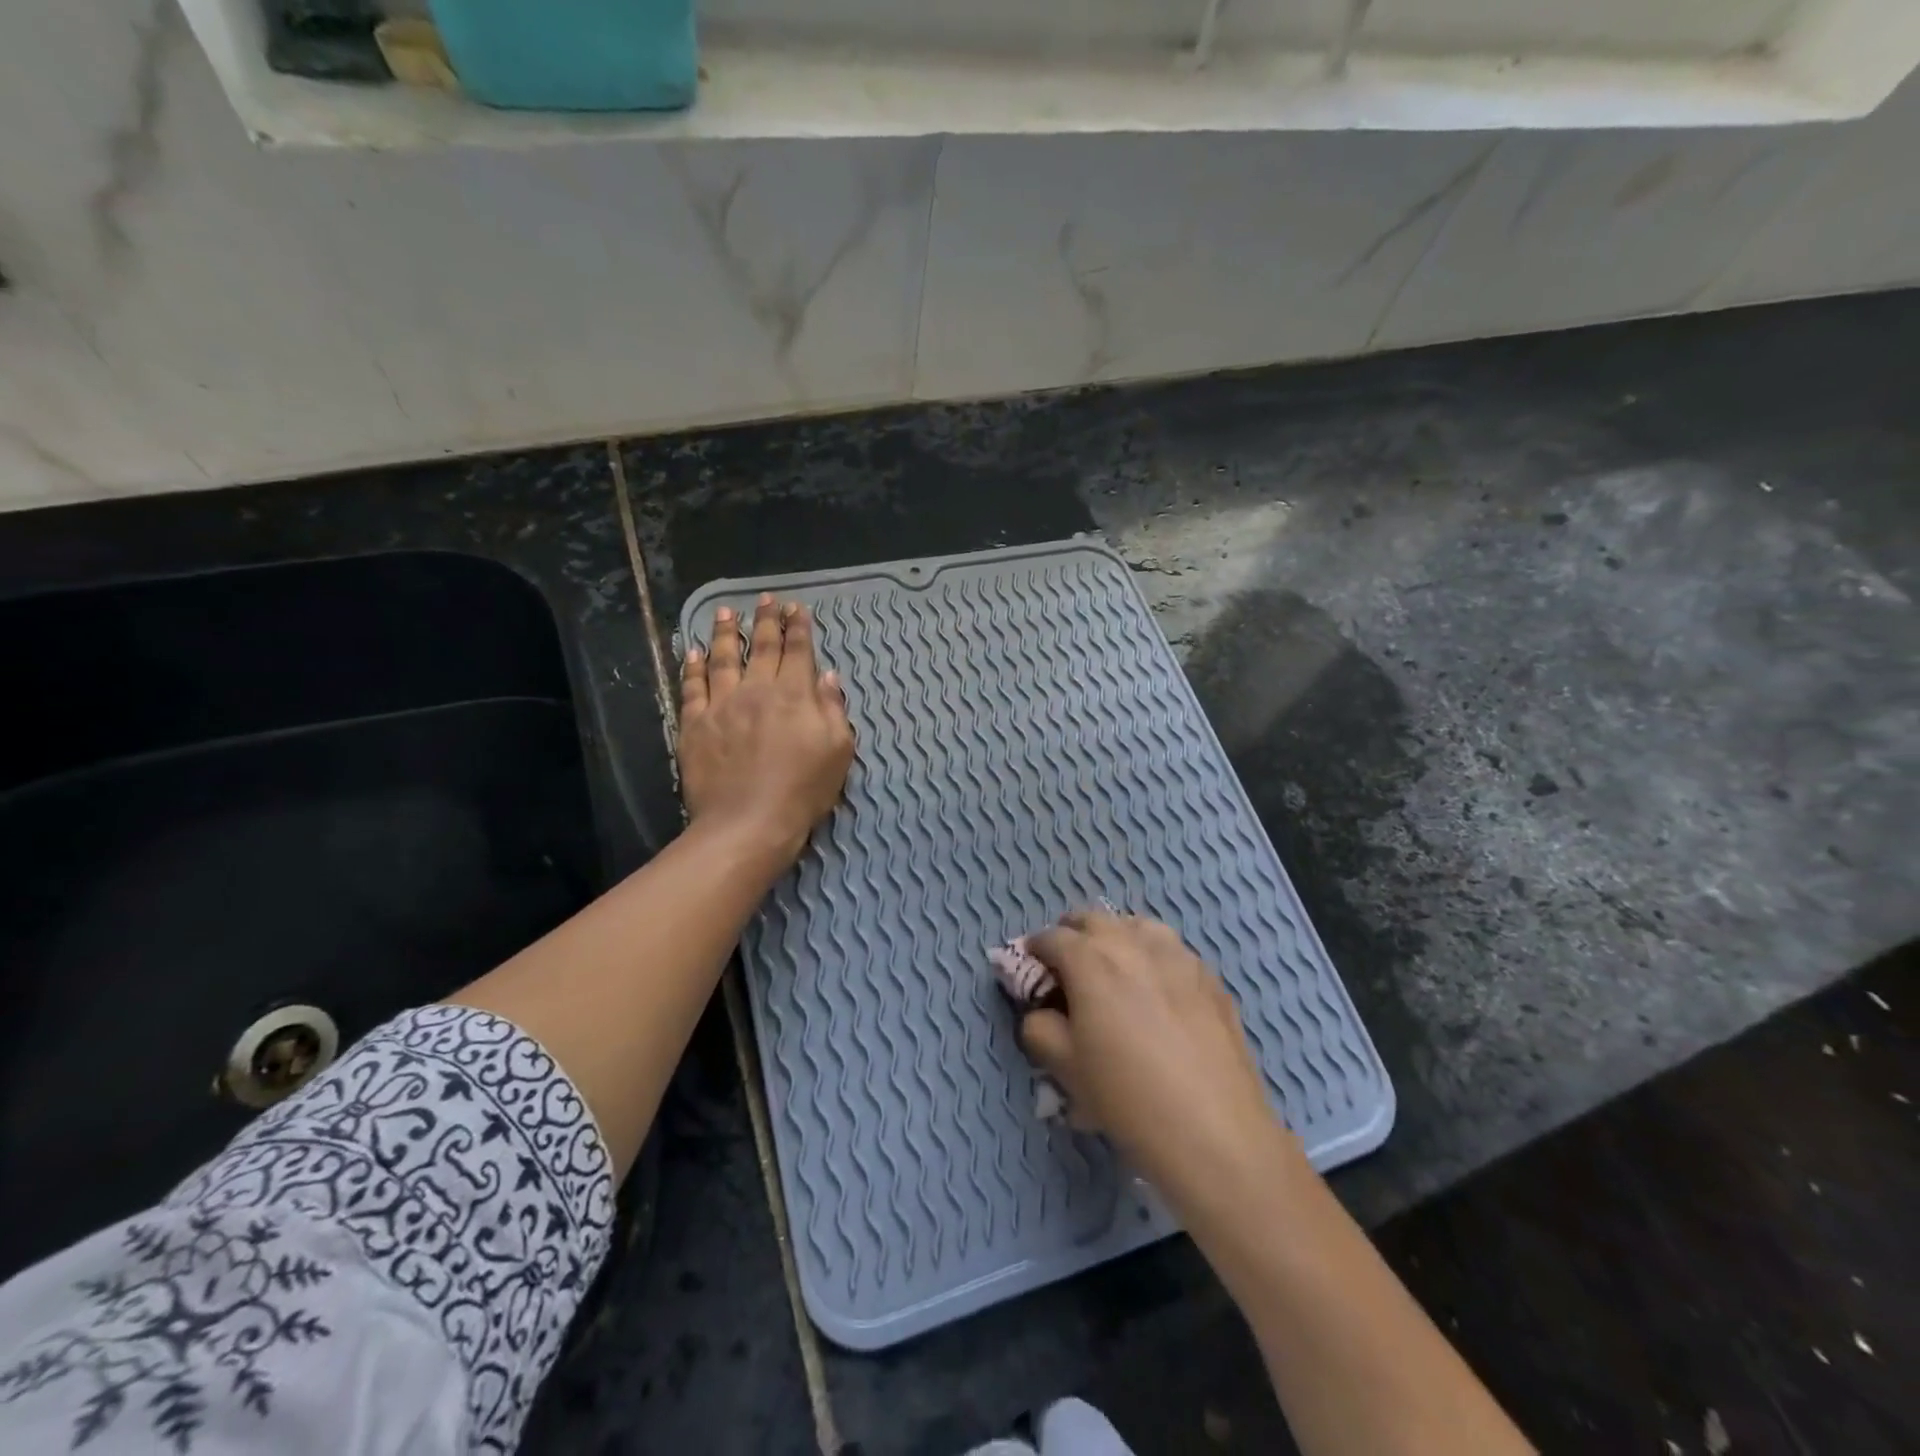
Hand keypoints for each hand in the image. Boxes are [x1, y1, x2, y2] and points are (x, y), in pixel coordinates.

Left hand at [679, 594, 854, 863]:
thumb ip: (833, 709)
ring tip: (726, 612)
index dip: (799, 627)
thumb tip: (827, 676)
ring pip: (723, 658)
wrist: (748, 823)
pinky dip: (693, 667)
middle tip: (766, 600)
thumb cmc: (803, 790)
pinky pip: (692, 687)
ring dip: (726, 632)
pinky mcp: (694, 724)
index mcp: (795, 695)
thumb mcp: (838, 751)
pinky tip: (693, 652)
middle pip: (762, 647)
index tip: (797, 608)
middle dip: (766, 620)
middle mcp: (757, 690)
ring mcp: (722, 705)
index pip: (798, 651)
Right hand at [1021, 908, 1302, 1209]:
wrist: (1214, 1132)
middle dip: (1073, 935)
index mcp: (1090, 959)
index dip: (1035, 951)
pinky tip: (1158, 990)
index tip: (1032, 970)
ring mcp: (1178, 955)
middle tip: (1069, 968)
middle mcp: (1132, 943)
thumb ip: (1039, 1027)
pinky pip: (1172, 950)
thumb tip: (1042, 1011)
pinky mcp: (1210, 977)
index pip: (1051, 937)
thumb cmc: (1127, 1097)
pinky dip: (1154, 956)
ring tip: (1115, 970)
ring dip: (1117, 938)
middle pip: (1094, 919)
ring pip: (1137, 926)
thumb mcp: (1064, 1067)